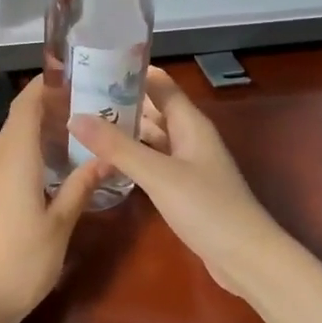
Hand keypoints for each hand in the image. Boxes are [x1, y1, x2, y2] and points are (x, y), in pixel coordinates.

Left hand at [0, 76, 103, 322]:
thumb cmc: (21, 262)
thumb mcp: (60, 225)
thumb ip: (80, 187)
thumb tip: (106, 159)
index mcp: (14, 160)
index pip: (25, 107)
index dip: (44, 87)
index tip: (71, 78)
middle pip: (17, 122)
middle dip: (46, 109)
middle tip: (84, 111)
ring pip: (10, 145)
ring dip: (37, 135)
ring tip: (72, 141)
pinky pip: (4, 165)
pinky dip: (26, 157)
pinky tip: (48, 175)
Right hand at [70, 66, 288, 300]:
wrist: (246, 258)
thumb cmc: (207, 208)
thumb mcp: (158, 175)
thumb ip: (118, 147)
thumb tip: (75, 117)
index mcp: (189, 123)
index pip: (159, 84)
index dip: (130, 72)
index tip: (93, 64)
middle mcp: (189, 137)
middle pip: (152, 109)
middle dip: (119, 101)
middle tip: (76, 97)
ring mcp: (187, 164)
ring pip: (151, 137)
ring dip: (123, 131)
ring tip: (83, 124)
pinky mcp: (183, 188)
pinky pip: (152, 162)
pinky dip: (131, 158)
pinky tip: (105, 162)